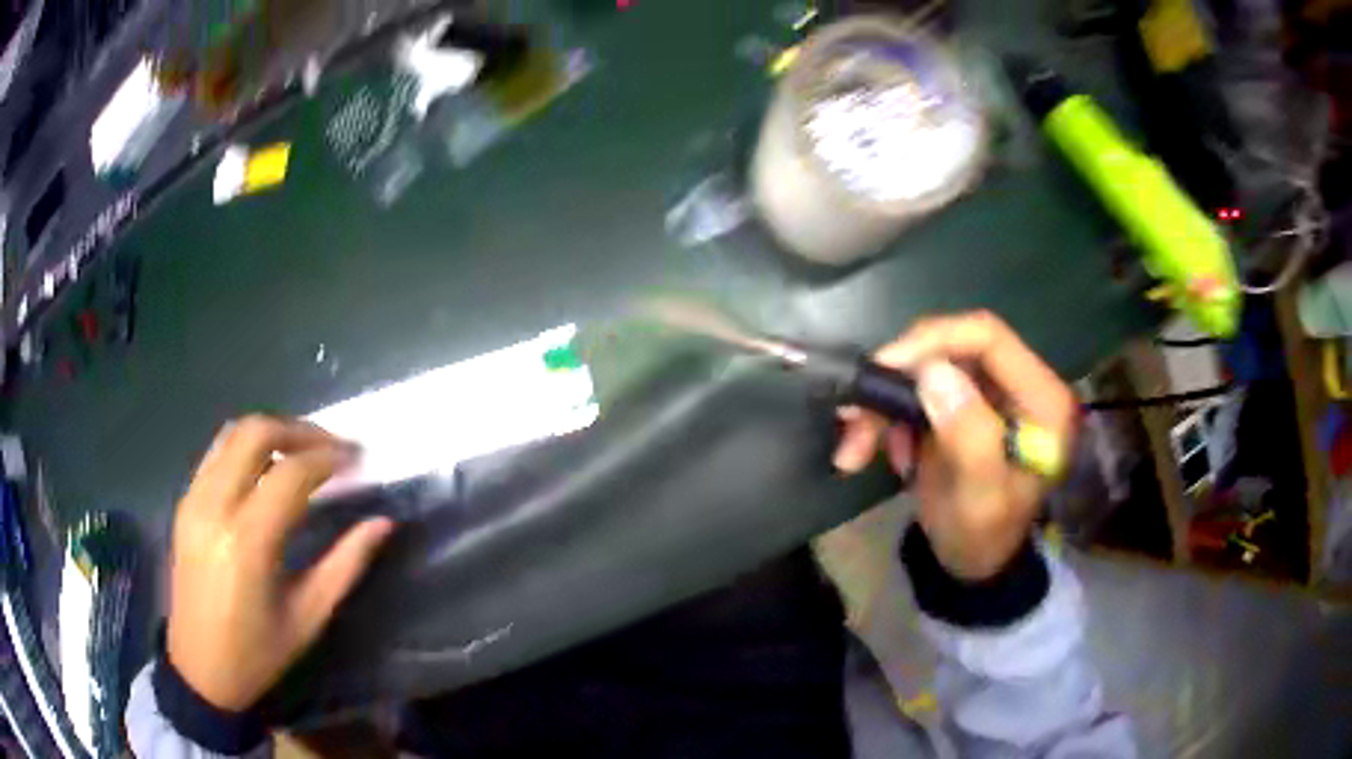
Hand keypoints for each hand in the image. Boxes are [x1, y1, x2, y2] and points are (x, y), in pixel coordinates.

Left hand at [166, 416, 394, 711]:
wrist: (199, 669)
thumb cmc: (258, 653)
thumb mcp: (308, 617)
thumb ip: (345, 566)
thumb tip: (382, 524)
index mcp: (248, 542)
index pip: (291, 473)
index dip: (329, 457)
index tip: (357, 458)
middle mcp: (215, 507)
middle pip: (256, 432)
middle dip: (300, 430)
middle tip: (332, 447)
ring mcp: (194, 499)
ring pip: (232, 433)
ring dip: (272, 431)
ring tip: (303, 451)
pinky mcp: (185, 502)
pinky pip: (216, 452)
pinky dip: (246, 446)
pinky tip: (266, 468)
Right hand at [833, 312, 1076, 579]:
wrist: (974, 562)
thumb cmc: (984, 537)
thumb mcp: (980, 498)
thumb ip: (969, 437)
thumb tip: (933, 372)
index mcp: (1041, 399)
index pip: (988, 337)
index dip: (933, 341)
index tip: (882, 368)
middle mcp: (1017, 383)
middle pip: (949, 349)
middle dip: (896, 382)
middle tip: (853, 419)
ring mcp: (987, 392)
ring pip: (923, 369)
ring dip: (882, 406)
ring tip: (854, 451)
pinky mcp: (961, 403)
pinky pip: (914, 391)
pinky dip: (887, 418)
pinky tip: (882, 453)